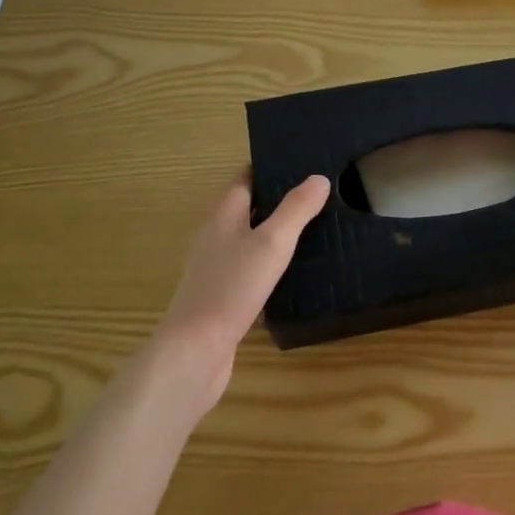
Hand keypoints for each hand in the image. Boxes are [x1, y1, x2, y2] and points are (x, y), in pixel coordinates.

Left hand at [153, 171, 329, 407]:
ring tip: (313, 230)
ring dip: (275, 233)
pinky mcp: (221, 297)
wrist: (194, 352)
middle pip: (248, 207)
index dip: (270, 167)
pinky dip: (269, 264)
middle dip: (278, 199)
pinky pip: (249, 269)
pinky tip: (292, 273)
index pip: (246, 178)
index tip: (302, 162)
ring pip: (249, 239)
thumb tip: (319, 178)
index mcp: (223, 214)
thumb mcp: (272, 243)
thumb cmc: (232, 288)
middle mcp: (216, 236)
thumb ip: (296, 209)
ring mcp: (216, 268)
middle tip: (318, 195)